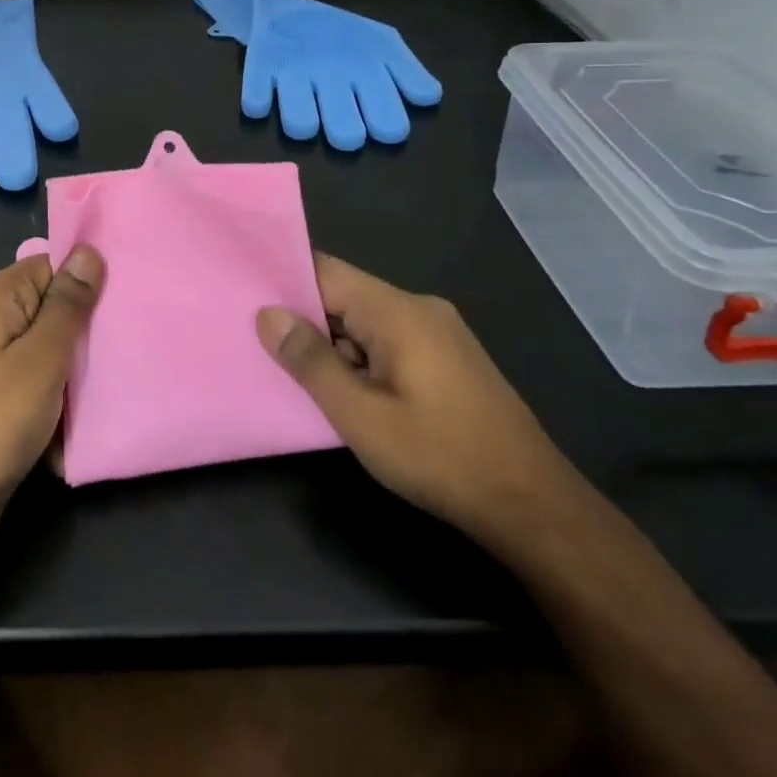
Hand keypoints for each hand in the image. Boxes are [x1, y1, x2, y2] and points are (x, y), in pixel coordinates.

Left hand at [0, 246, 103, 550]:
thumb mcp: (43, 359)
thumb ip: (67, 304)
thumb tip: (88, 252)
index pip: (48, 266)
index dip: (84, 283)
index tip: (120, 306)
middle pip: (41, 303)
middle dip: (77, 325)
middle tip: (118, 345)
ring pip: (33, 342)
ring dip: (64, 361)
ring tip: (101, 377)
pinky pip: (19, 371)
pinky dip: (43, 385)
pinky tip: (68, 408)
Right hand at [256, 253, 585, 552]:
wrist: (533, 505)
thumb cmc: (440, 456)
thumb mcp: (361, 415)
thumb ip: (311, 361)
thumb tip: (267, 314)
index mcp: (398, 311)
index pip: (326, 271)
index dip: (284, 280)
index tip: (244, 296)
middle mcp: (419, 309)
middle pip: (344, 296)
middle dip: (303, 319)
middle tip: (257, 343)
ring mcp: (438, 334)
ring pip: (365, 323)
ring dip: (331, 345)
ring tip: (290, 371)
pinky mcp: (447, 359)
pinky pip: (388, 343)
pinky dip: (358, 359)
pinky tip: (341, 391)